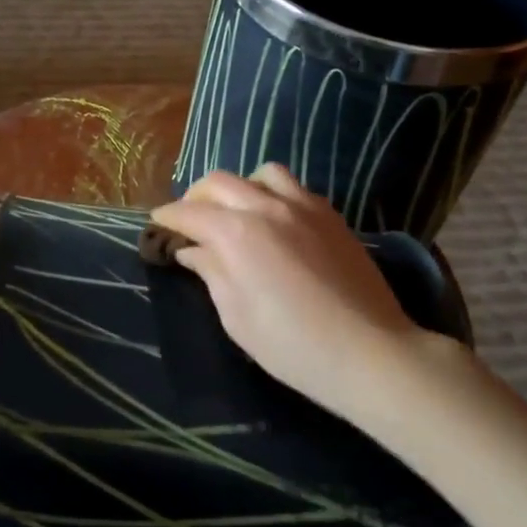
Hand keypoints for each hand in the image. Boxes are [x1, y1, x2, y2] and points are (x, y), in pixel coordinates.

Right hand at [150, 166, 468, 430]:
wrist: (369, 352)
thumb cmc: (291, 345)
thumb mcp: (236, 317)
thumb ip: (212, 273)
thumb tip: (193, 251)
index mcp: (236, 233)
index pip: (188, 213)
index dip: (167, 218)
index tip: (157, 225)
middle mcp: (266, 207)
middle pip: (218, 182)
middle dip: (195, 197)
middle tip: (190, 221)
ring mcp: (303, 206)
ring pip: (260, 174)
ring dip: (239, 188)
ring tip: (237, 213)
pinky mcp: (331, 215)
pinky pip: (294, 188)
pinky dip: (273, 194)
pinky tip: (275, 221)